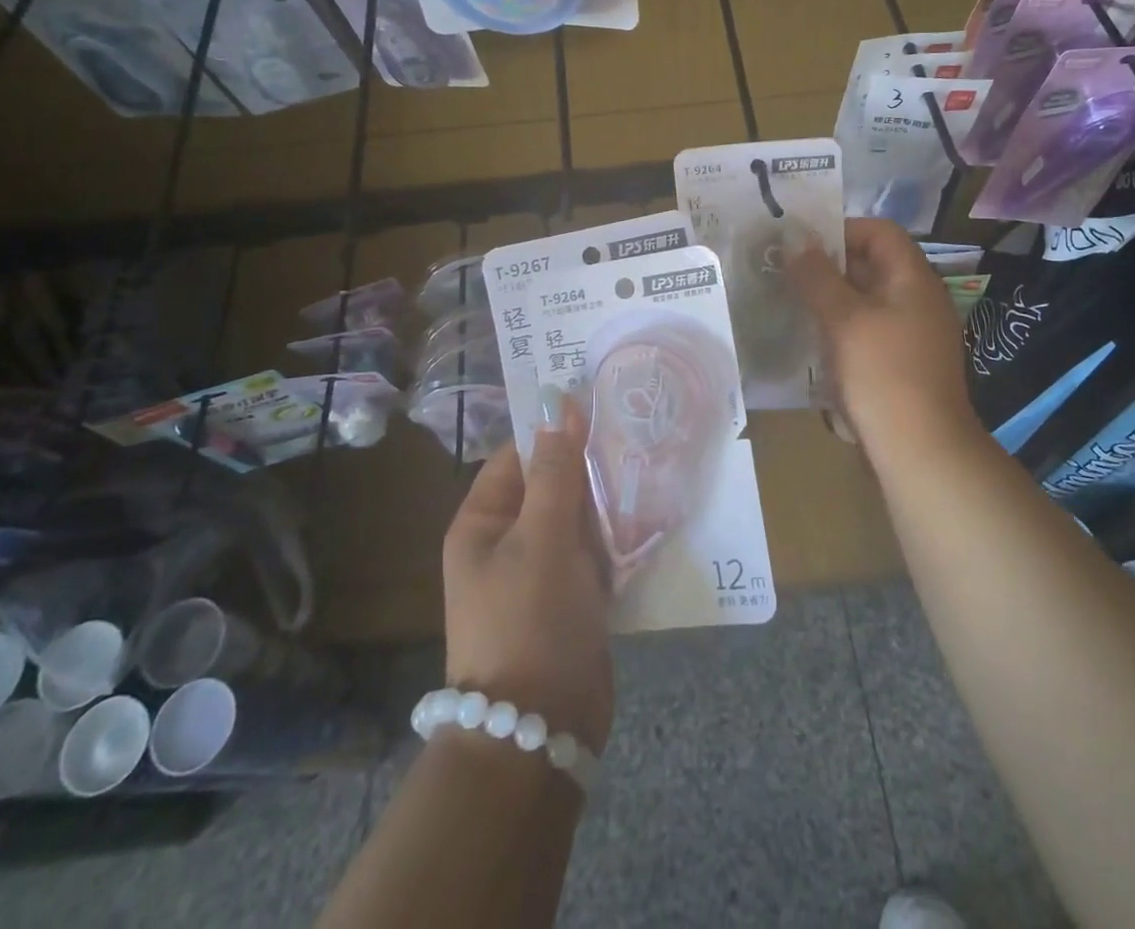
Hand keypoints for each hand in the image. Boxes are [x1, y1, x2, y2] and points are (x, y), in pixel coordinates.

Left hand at [442, 391, 614, 751]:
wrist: (540, 731)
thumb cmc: (530, 620)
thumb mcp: (543, 537)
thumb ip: (555, 470)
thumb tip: (558, 403)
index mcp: (483, 523)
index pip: (518, 456)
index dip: (555, 430)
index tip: (602, 407)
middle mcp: (507, 543)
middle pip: (551, 485)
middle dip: (590, 466)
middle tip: (637, 436)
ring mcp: (540, 573)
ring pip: (578, 518)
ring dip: (608, 501)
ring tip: (651, 469)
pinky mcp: (571, 599)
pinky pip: (594, 553)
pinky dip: (617, 538)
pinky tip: (650, 518)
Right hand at [789, 218, 975, 457]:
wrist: (921, 451)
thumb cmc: (882, 374)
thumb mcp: (843, 319)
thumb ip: (817, 276)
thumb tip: (797, 241)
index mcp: (914, 280)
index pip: (880, 232)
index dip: (841, 230)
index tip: (802, 245)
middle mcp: (920, 301)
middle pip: (873, 265)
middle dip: (829, 267)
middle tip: (786, 274)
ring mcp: (915, 335)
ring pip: (867, 302)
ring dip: (832, 300)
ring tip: (793, 305)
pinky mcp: (904, 366)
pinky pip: (870, 332)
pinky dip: (842, 329)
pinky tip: (815, 344)